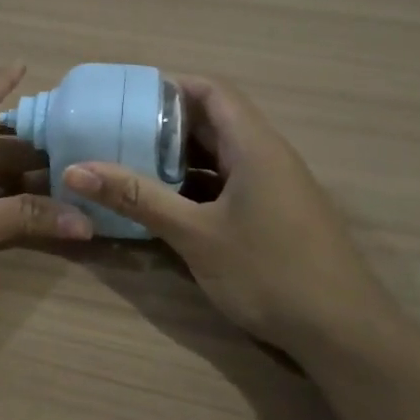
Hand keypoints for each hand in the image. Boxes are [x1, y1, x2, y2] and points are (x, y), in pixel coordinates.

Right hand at [63, 76, 391, 360]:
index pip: (212, 91)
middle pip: (215, 121)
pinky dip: (196, 187)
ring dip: (179, 159)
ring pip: (220, 157)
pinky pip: (229, 185)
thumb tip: (75, 170)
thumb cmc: (269, 272)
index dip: (170, 86)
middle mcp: (267, 156)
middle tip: (117, 134)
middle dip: (165, 125)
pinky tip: (165, 206)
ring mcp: (275, 187)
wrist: (344, 333)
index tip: (125, 99)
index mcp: (254, 145)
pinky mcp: (275, 215)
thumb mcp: (195, 234)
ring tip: (130, 166)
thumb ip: (137, 198)